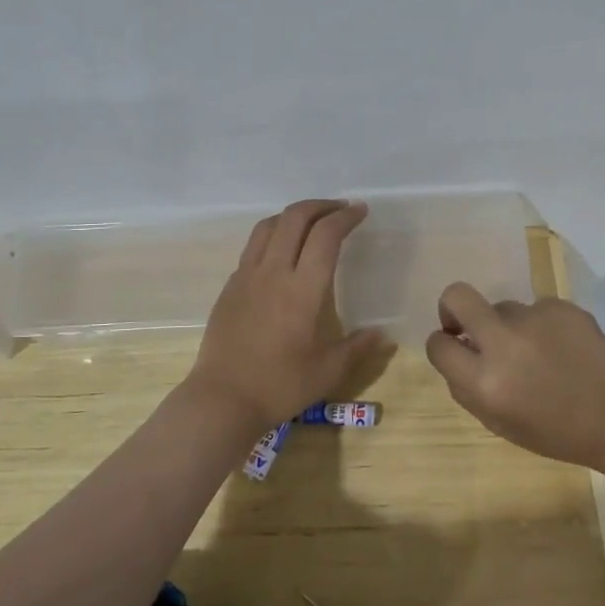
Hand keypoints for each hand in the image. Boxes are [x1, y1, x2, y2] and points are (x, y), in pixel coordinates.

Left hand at [187, 200, 392, 430]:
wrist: (222, 399)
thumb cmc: (279, 386)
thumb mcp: (328, 371)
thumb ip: (357, 348)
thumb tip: (382, 334)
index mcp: (302, 289)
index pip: (325, 236)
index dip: (345, 218)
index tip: (360, 211)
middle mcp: (273, 272)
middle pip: (294, 218)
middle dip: (320, 206)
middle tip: (340, 210)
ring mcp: (246, 276)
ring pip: (269, 226)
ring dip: (293, 215)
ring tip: (312, 222)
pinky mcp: (230, 287)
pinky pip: (253, 246)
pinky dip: (273, 235)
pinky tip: (282, 252)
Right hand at [424, 283, 604, 476]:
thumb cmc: (554, 431)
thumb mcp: (497, 422)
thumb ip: (467, 387)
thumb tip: (457, 350)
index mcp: (485, 382)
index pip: (438, 344)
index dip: (442, 344)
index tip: (454, 347)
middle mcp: (505, 343)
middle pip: (457, 296)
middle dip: (452, 307)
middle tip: (465, 324)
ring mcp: (535, 319)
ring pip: (502, 308)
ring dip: (508, 326)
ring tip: (538, 354)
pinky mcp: (561, 307)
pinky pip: (536, 310)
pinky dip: (542, 326)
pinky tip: (562, 349)